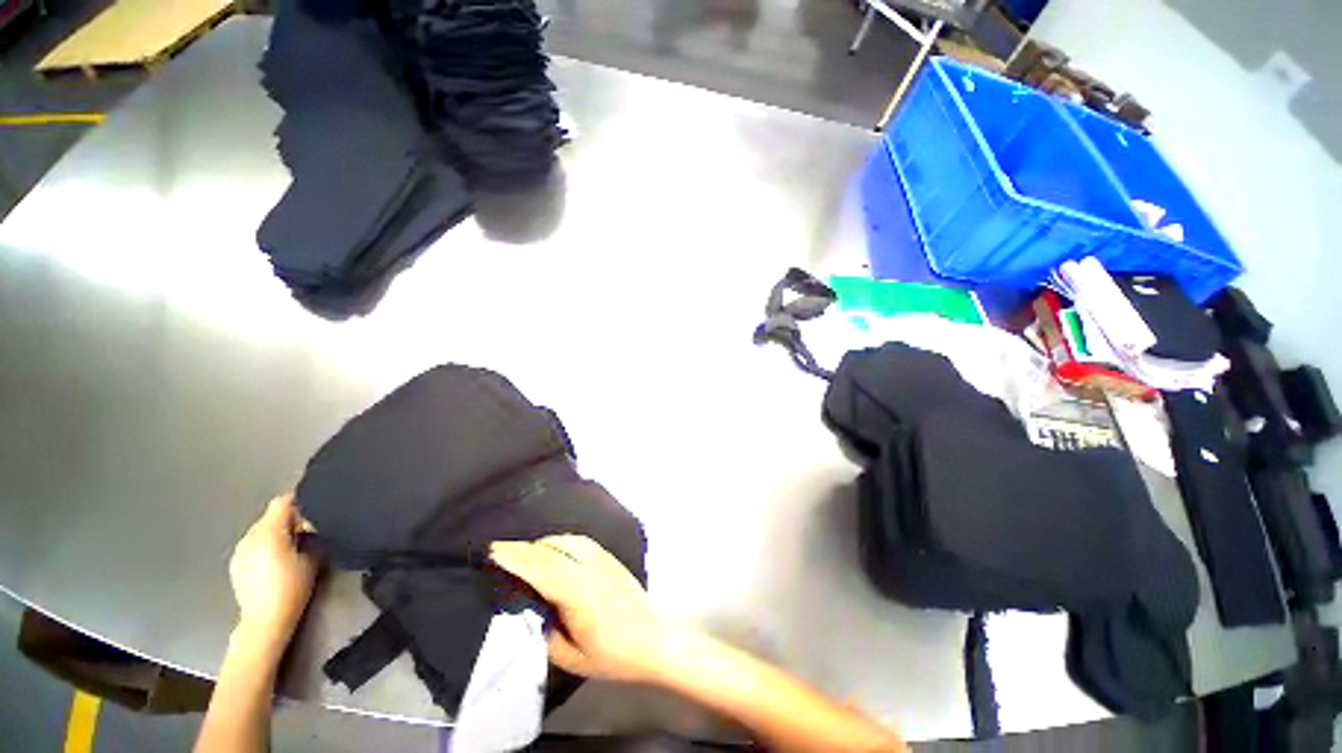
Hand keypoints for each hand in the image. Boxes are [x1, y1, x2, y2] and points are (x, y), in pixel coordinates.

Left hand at [228, 493, 316, 650]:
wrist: (265, 620)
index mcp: (268, 531)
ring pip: (262, 529)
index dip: (301, 498)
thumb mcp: (312, 556)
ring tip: (295, 543)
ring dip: (278, 531)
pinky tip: (278, 558)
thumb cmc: (293, 587)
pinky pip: (254, 543)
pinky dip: (267, 544)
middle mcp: (249, 537)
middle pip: (271, 515)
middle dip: (290, 517)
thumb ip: (310, 533)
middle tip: (311, 526)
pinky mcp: (236, 563)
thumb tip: (312, 521)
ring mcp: (240, 550)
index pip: (283, 501)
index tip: (317, 501)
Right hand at [491, 535, 681, 683]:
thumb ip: (547, 634)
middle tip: (499, 550)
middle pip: (551, 550)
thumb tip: (534, 612)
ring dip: (542, 543)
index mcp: (578, 592)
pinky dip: (560, 541)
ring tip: (524, 552)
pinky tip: (553, 549)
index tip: (493, 551)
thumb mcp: (572, 658)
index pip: (542, 567)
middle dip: (523, 548)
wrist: (653, 637)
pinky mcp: (609, 557)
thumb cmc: (614, 654)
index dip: (516, 557)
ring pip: (566, 540)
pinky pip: (579, 541)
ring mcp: (602, 559)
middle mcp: (589, 567)